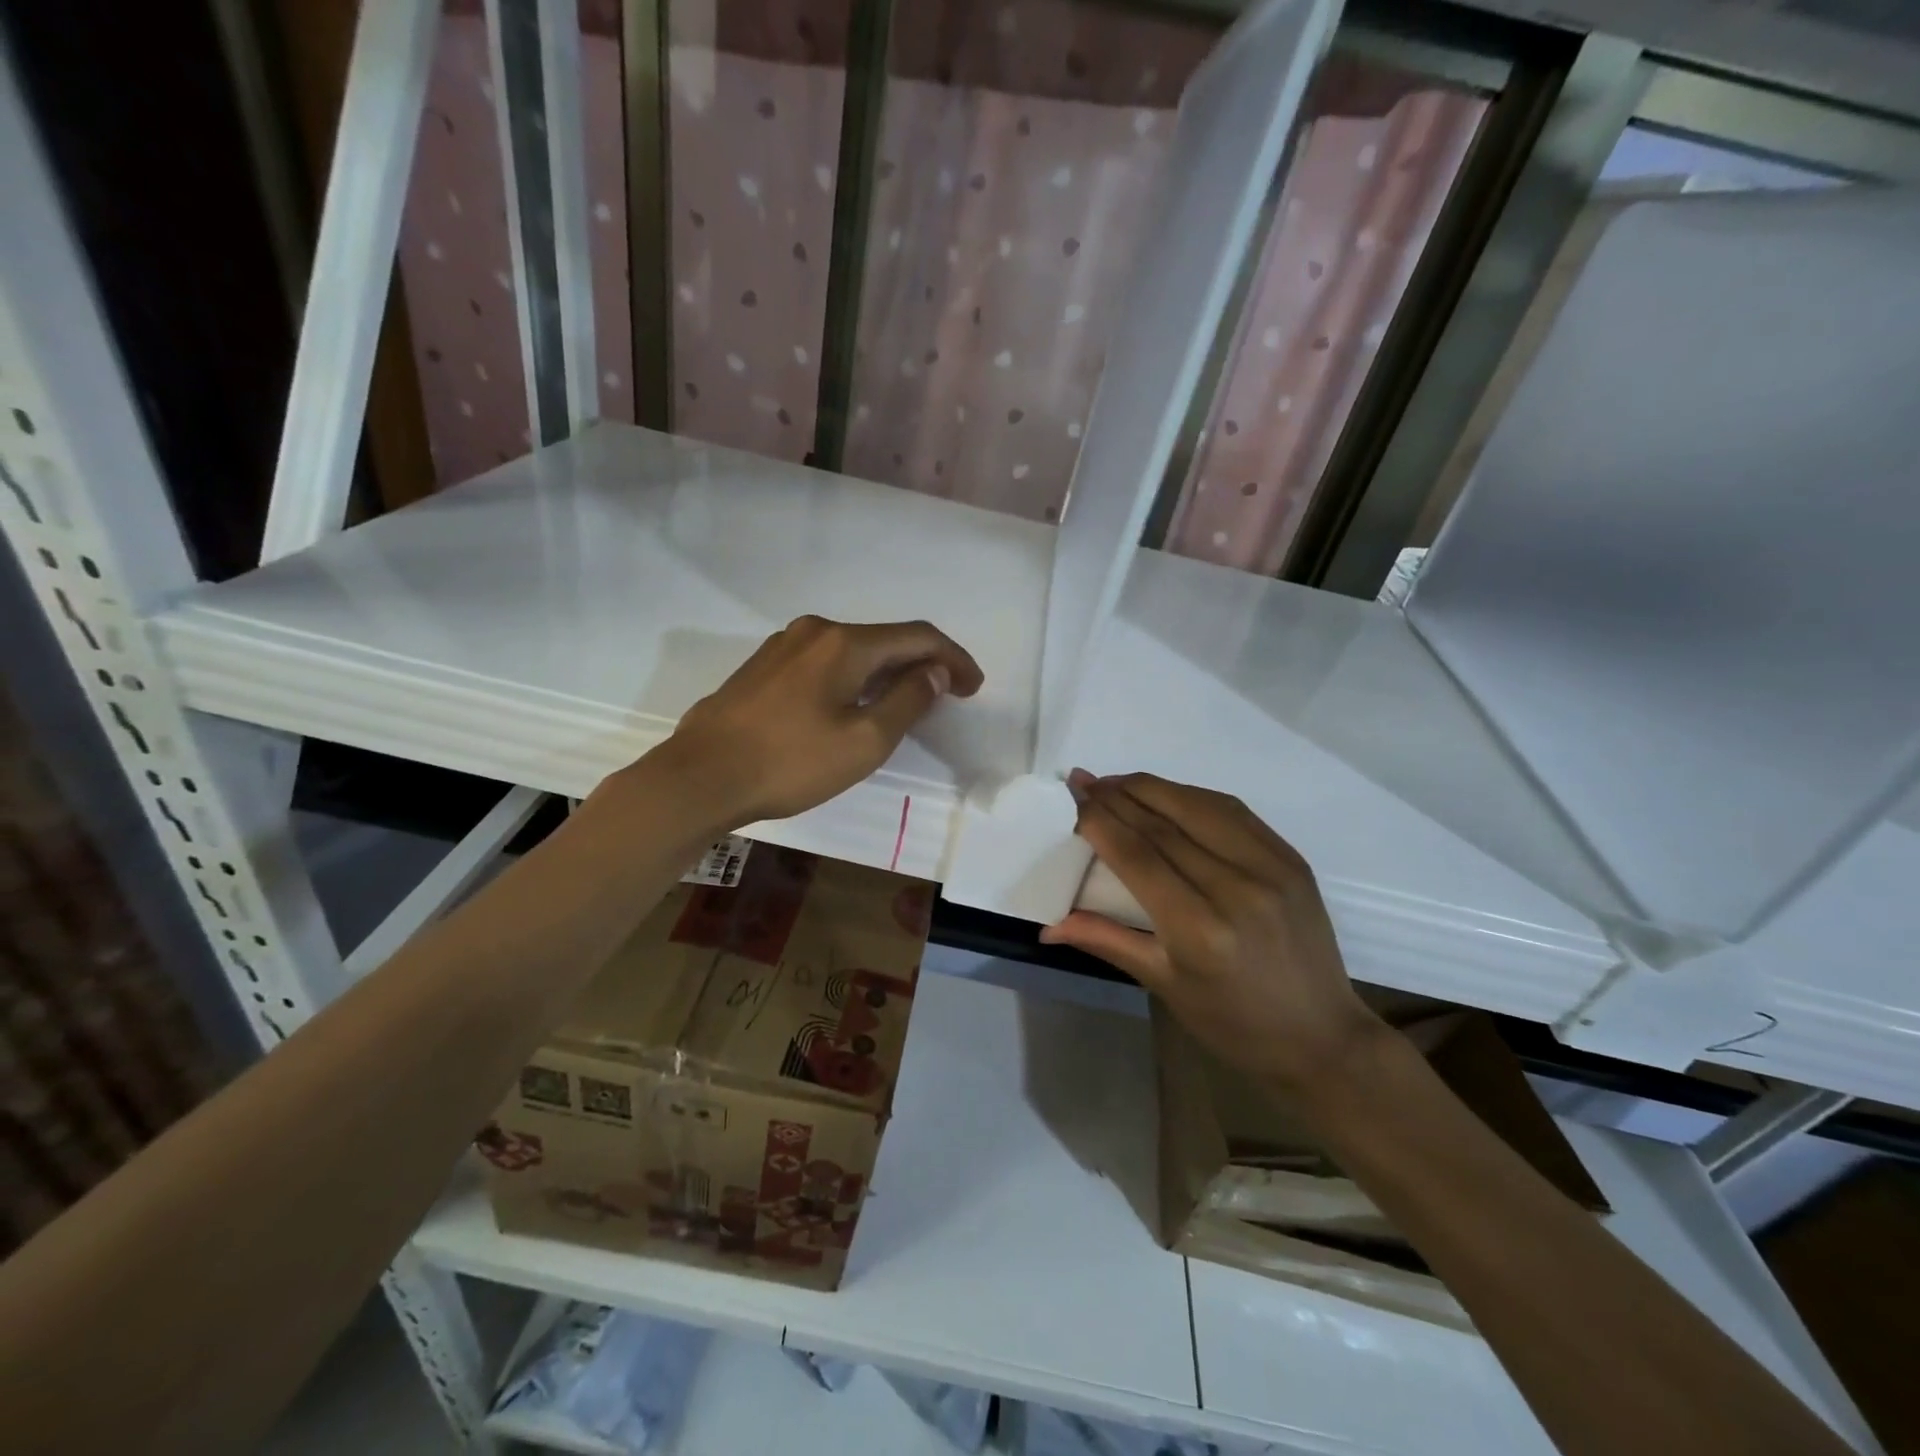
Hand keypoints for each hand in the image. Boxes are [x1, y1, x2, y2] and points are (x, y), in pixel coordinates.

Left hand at [652, 616, 982, 826]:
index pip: (917, 637)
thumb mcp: (864, 741)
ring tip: (905, 703)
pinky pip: (824, 662)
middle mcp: (814, 631)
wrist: (699, 777)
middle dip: (922, 664)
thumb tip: (934, 672)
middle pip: (884, 639)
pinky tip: (852, 704)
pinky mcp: (762, 668)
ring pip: (852, 650)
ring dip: (886, 671)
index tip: (974, 688)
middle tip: (947, 696)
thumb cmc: (790, 763)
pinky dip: (853, 677)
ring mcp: (782, 646)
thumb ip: (907, 701)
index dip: (953, 659)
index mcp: (845, 643)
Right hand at [1041, 771, 1383, 1092]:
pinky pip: (1234, 812)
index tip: (1073, 797)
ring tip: (1117, 782)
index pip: (1138, 855)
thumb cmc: (1232, 1023)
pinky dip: (1193, 796)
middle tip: (1084, 779)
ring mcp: (1271, 868)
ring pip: (1199, 806)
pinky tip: (1168, 795)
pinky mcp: (1292, 859)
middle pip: (1164, 823)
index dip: (1100, 819)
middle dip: (1118, 796)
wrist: (1320, 1037)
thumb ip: (1106, 940)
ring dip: (1153, 788)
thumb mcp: (1163, 985)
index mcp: (1199, 929)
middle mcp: (1236, 888)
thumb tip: (1047, 928)